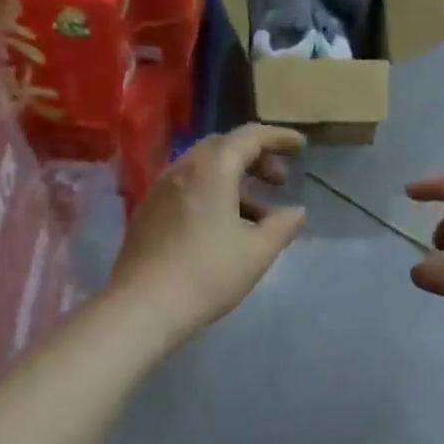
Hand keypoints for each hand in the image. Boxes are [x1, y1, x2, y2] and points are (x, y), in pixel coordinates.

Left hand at [110, 125, 306, 344]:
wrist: (143, 306)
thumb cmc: (208, 273)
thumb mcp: (257, 251)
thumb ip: (283, 226)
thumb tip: (297, 212)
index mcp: (212, 169)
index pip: (250, 136)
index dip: (278, 137)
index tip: (301, 146)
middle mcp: (182, 168)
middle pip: (223, 147)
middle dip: (255, 157)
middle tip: (279, 180)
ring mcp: (160, 189)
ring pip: (203, 169)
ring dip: (234, 178)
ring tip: (257, 211)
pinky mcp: (147, 212)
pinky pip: (187, 187)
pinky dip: (212, 192)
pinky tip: (223, 225)